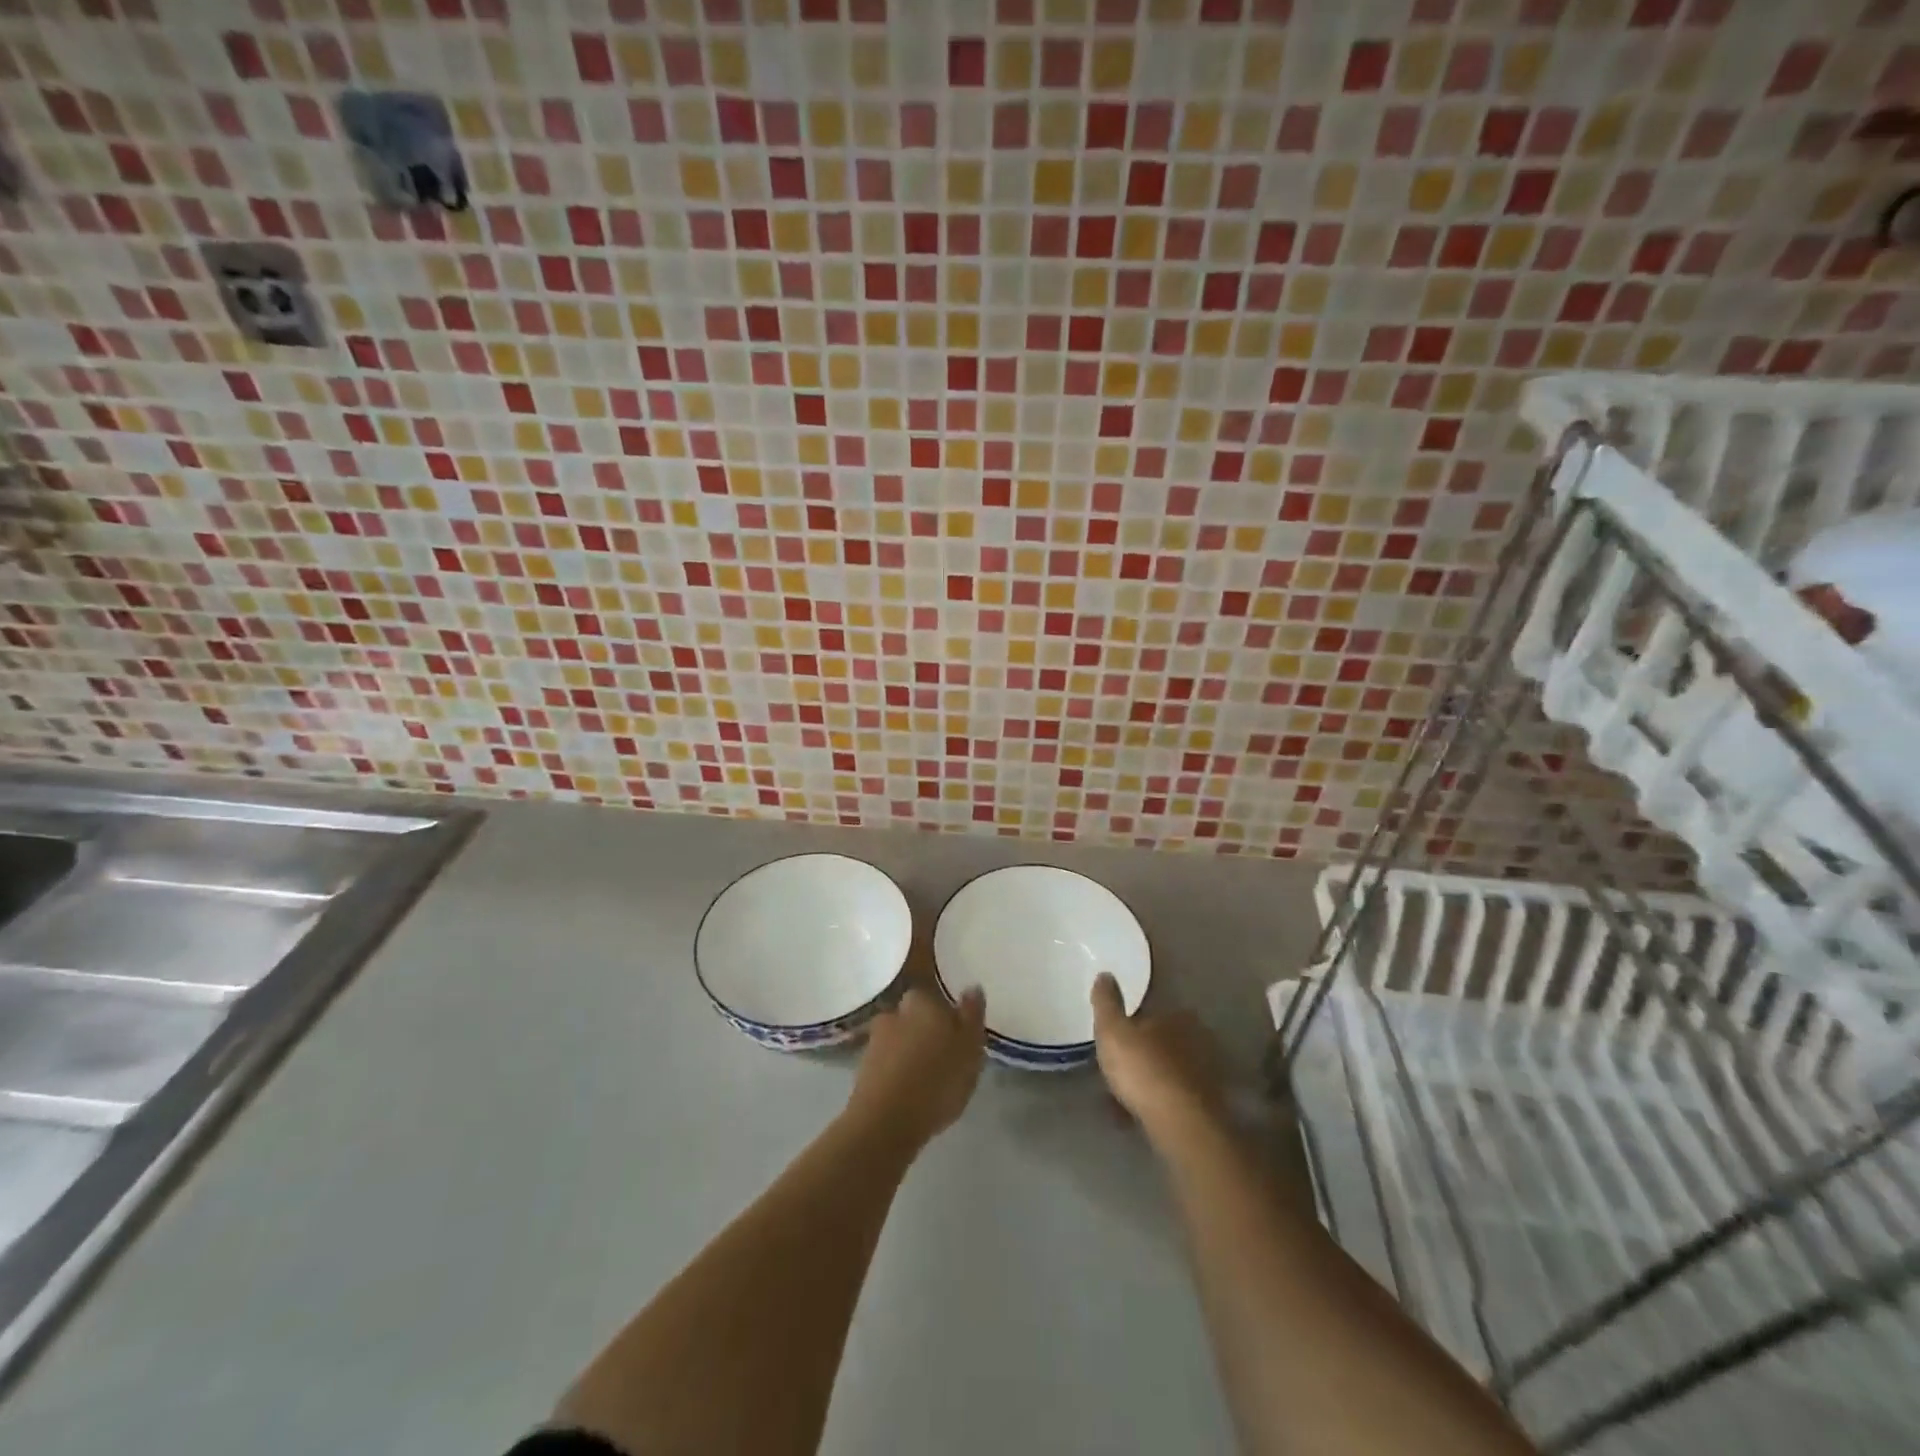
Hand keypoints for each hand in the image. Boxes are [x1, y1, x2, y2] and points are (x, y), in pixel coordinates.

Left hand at [845, 986, 986, 1151]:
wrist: (885, 1122)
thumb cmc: (937, 1081)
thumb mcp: (970, 1048)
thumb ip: (972, 1015)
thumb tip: (972, 986)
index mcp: (922, 1000)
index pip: (936, 996)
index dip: (948, 1015)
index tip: (958, 1035)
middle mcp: (895, 1011)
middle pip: (916, 1016)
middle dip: (927, 1031)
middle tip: (945, 1057)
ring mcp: (875, 1039)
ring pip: (900, 1038)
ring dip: (911, 1052)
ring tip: (928, 1079)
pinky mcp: (862, 1068)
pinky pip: (888, 1062)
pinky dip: (898, 1071)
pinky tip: (910, 1091)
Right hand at [1090, 973, 1224, 1139]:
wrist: (1180, 1123)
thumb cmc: (1143, 1068)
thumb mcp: (1113, 1030)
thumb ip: (1107, 1002)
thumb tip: (1105, 974)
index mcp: (1178, 1017)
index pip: (1154, 1012)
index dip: (1135, 1024)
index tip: (1119, 1038)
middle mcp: (1198, 1041)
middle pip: (1163, 1043)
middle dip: (1143, 1053)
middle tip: (1119, 1067)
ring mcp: (1205, 1076)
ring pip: (1169, 1072)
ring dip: (1149, 1081)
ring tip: (1123, 1096)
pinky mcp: (1207, 1108)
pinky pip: (1173, 1099)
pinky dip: (1156, 1104)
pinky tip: (1136, 1116)